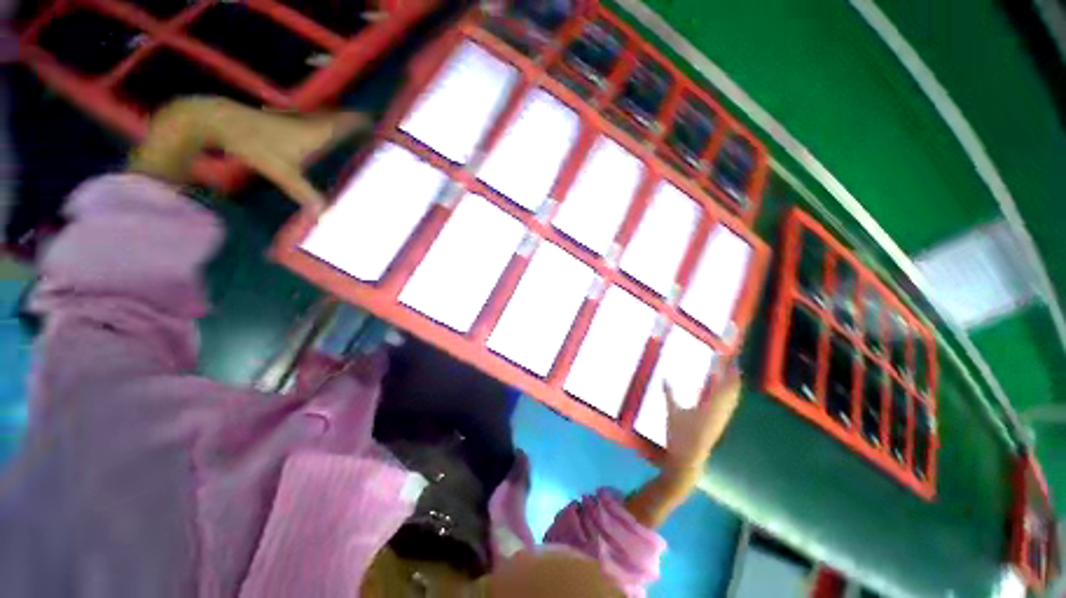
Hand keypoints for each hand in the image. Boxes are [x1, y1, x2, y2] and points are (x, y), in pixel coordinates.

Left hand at [130, 97, 373, 212]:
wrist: (222, 121)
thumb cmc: (256, 145)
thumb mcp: (283, 174)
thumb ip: (305, 194)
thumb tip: (327, 216)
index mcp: (318, 132)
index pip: (349, 123)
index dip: (365, 122)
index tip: (381, 123)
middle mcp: (313, 122)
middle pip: (342, 118)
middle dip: (359, 122)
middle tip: (375, 127)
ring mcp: (299, 119)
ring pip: (329, 118)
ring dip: (344, 122)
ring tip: (357, 129)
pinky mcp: (287, 120)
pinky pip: (317, 120)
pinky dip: (328, 124)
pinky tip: (326, 133)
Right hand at [663, 371, 742, 471]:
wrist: (689, 459)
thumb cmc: (679, 435)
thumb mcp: (671, 411)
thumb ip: (668, 393)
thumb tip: (663, 377)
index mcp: (711, 406)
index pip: (725, 385)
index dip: (730, 372)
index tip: (732, 360)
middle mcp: (721, 412)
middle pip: (733, 391)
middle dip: (735, 377)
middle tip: (734, 363)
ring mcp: (722, 419)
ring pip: (733, 399)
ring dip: (734, 386)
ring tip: (733, 375)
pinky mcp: (720, 425)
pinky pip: (729, 406)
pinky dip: (730, 396)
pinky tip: (727, 395)